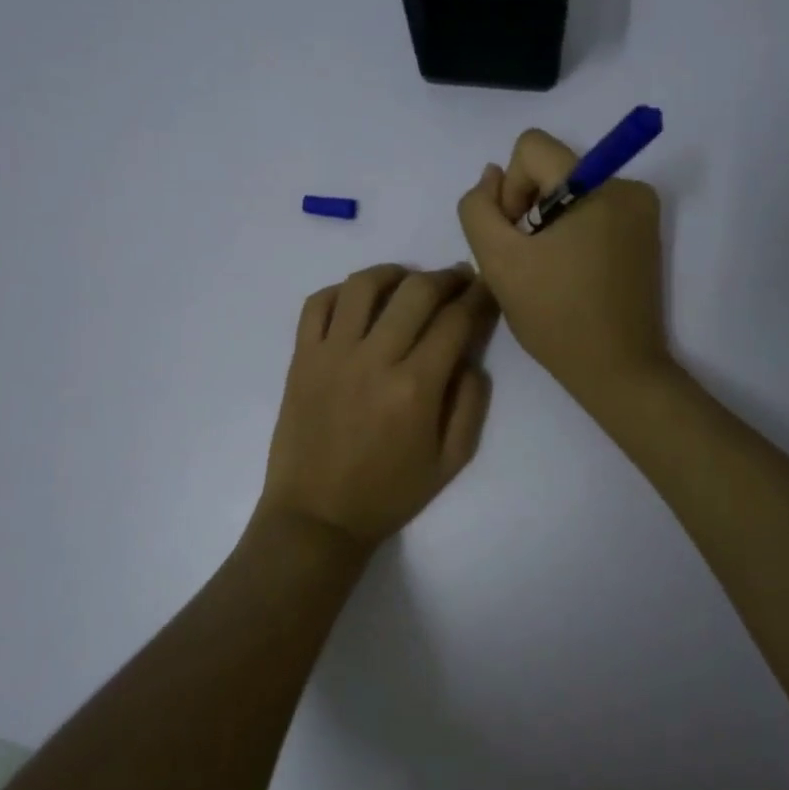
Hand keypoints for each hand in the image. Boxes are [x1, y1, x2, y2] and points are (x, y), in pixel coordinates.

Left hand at [257, 264, 495, 554]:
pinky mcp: (302, 358)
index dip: (478, 297)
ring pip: (364, 286)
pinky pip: (318, 304)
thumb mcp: (450, 462)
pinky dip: (341, 291)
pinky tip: (359, 299)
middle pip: (416, 292)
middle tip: (457, 278)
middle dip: (446, 277)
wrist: (317, 516)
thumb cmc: (388, 494)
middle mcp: (374, 359)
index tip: (486, 288)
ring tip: (408, 281)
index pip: (455, 321)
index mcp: (416, 388)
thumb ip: (471, 404)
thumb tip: (470, 357)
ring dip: (394, 273)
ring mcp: (332, 354)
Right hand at [458, 129, 671, 407]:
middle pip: (551, 171)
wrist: (617, 370)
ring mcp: (641, 212)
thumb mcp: (499, 262)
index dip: (510, 188)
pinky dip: (571, 236)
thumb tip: (491, 176)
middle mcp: (627, 186)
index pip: (531, 148)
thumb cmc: (556, 316)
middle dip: (528, 210)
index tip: (516, 235)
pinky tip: (568, 275)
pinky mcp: (644, 235)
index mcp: (598, 185)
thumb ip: (479, 210)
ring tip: (548, 273)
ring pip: (569, 194)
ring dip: (547, 226)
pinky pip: (591, 214)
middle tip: (527, 261)